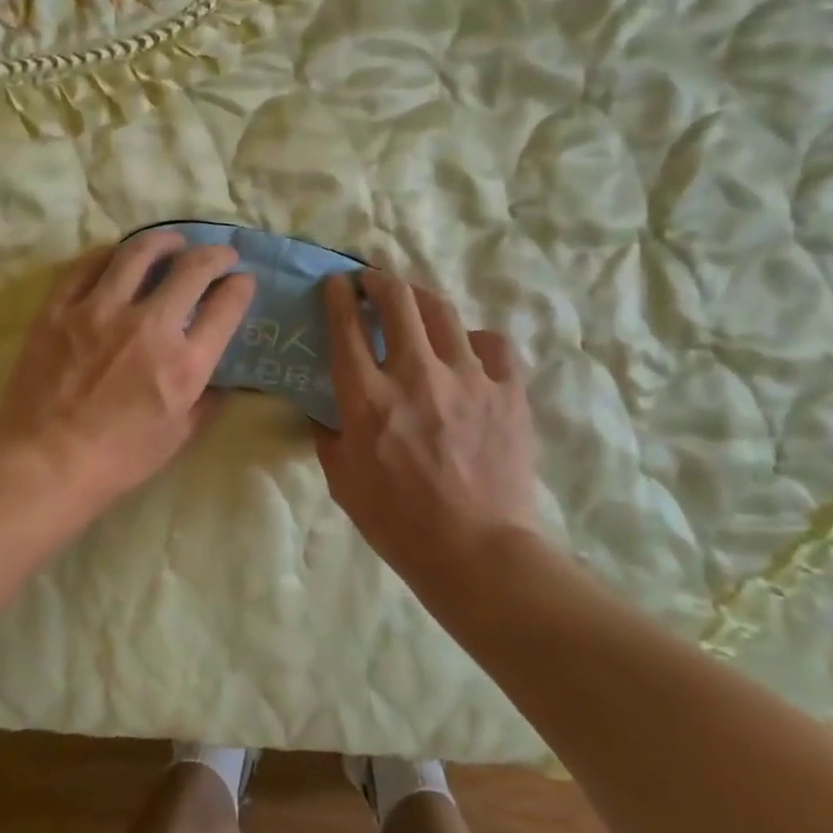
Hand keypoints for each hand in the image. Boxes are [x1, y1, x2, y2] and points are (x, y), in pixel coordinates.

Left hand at [0, 231, 256, 507]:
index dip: (240, 286)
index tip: (242, 281)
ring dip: (165, 241)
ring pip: (139, 253)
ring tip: (172, 242)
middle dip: (215, 255)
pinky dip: (110, 254)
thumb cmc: (119, 459)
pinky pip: (87, 265)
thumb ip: (207, 400)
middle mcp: (148, 326)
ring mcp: (99, 311)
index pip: (226, 305)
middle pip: (192, 268)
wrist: (46, 464)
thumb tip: (222, 376)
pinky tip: (118, 255)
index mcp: (184, 362)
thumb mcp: (180, 436)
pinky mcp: (59, 309)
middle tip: (219, 255)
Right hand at [314, 269, 539, 602]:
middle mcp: (415, 374)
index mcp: (367, 398)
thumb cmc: (398, 523)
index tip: (336, 284)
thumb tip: (325, 412)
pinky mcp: (507, 391)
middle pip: (397, 299)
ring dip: (421, 299)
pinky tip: (468, 352)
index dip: (338, 295)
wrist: (476, 552)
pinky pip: (493, 344)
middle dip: (379, 280)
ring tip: (415, 303)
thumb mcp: (343, 482)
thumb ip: (329, 437)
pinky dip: (475, 340)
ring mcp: (468, 378)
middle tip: (372, 282)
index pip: (346, 325)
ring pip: (443, 311)